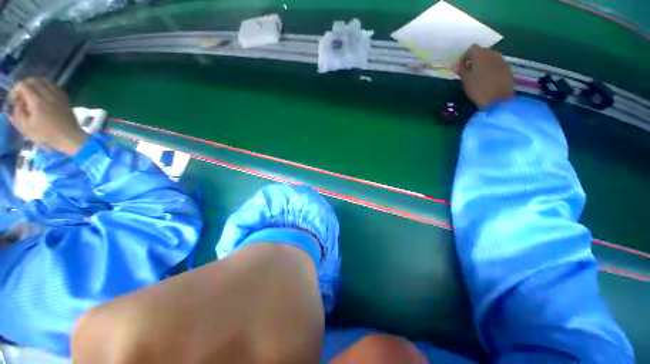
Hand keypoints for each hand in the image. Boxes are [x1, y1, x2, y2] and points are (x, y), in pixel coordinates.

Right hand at [9, 78, 87, 154]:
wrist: (69, 136)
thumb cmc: (46, 134)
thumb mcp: (26, 126)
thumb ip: (18, 112)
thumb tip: (17, 103)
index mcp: (36, 99)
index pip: (23, 84)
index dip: (16, 90)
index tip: (14, 99)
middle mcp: (47, 93)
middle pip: (33, 80)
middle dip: (24, 86)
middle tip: (22, 97)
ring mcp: (58, 94)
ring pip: (44, 81)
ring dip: (36, 85)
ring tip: (32, 96)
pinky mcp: (65, 97)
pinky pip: (54, 86)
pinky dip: (46, 87)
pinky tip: (44, 96)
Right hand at [453, 45, 514, 108]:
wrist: (499, 100)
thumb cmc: (479, 89)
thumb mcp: (466, 80)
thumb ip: (461, 70)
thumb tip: (455, 64)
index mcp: (481, 55)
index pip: (472, 49)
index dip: (465, 57)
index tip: (460, 67)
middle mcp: (493, 54)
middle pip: (482, 52)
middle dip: (475, 60)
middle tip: (469, 71)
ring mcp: (502, 61)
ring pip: (490, 58)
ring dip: (483, 64)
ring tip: (478, 76)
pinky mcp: (508, 69)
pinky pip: (497, 65)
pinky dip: (491, 69)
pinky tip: (487, 79)